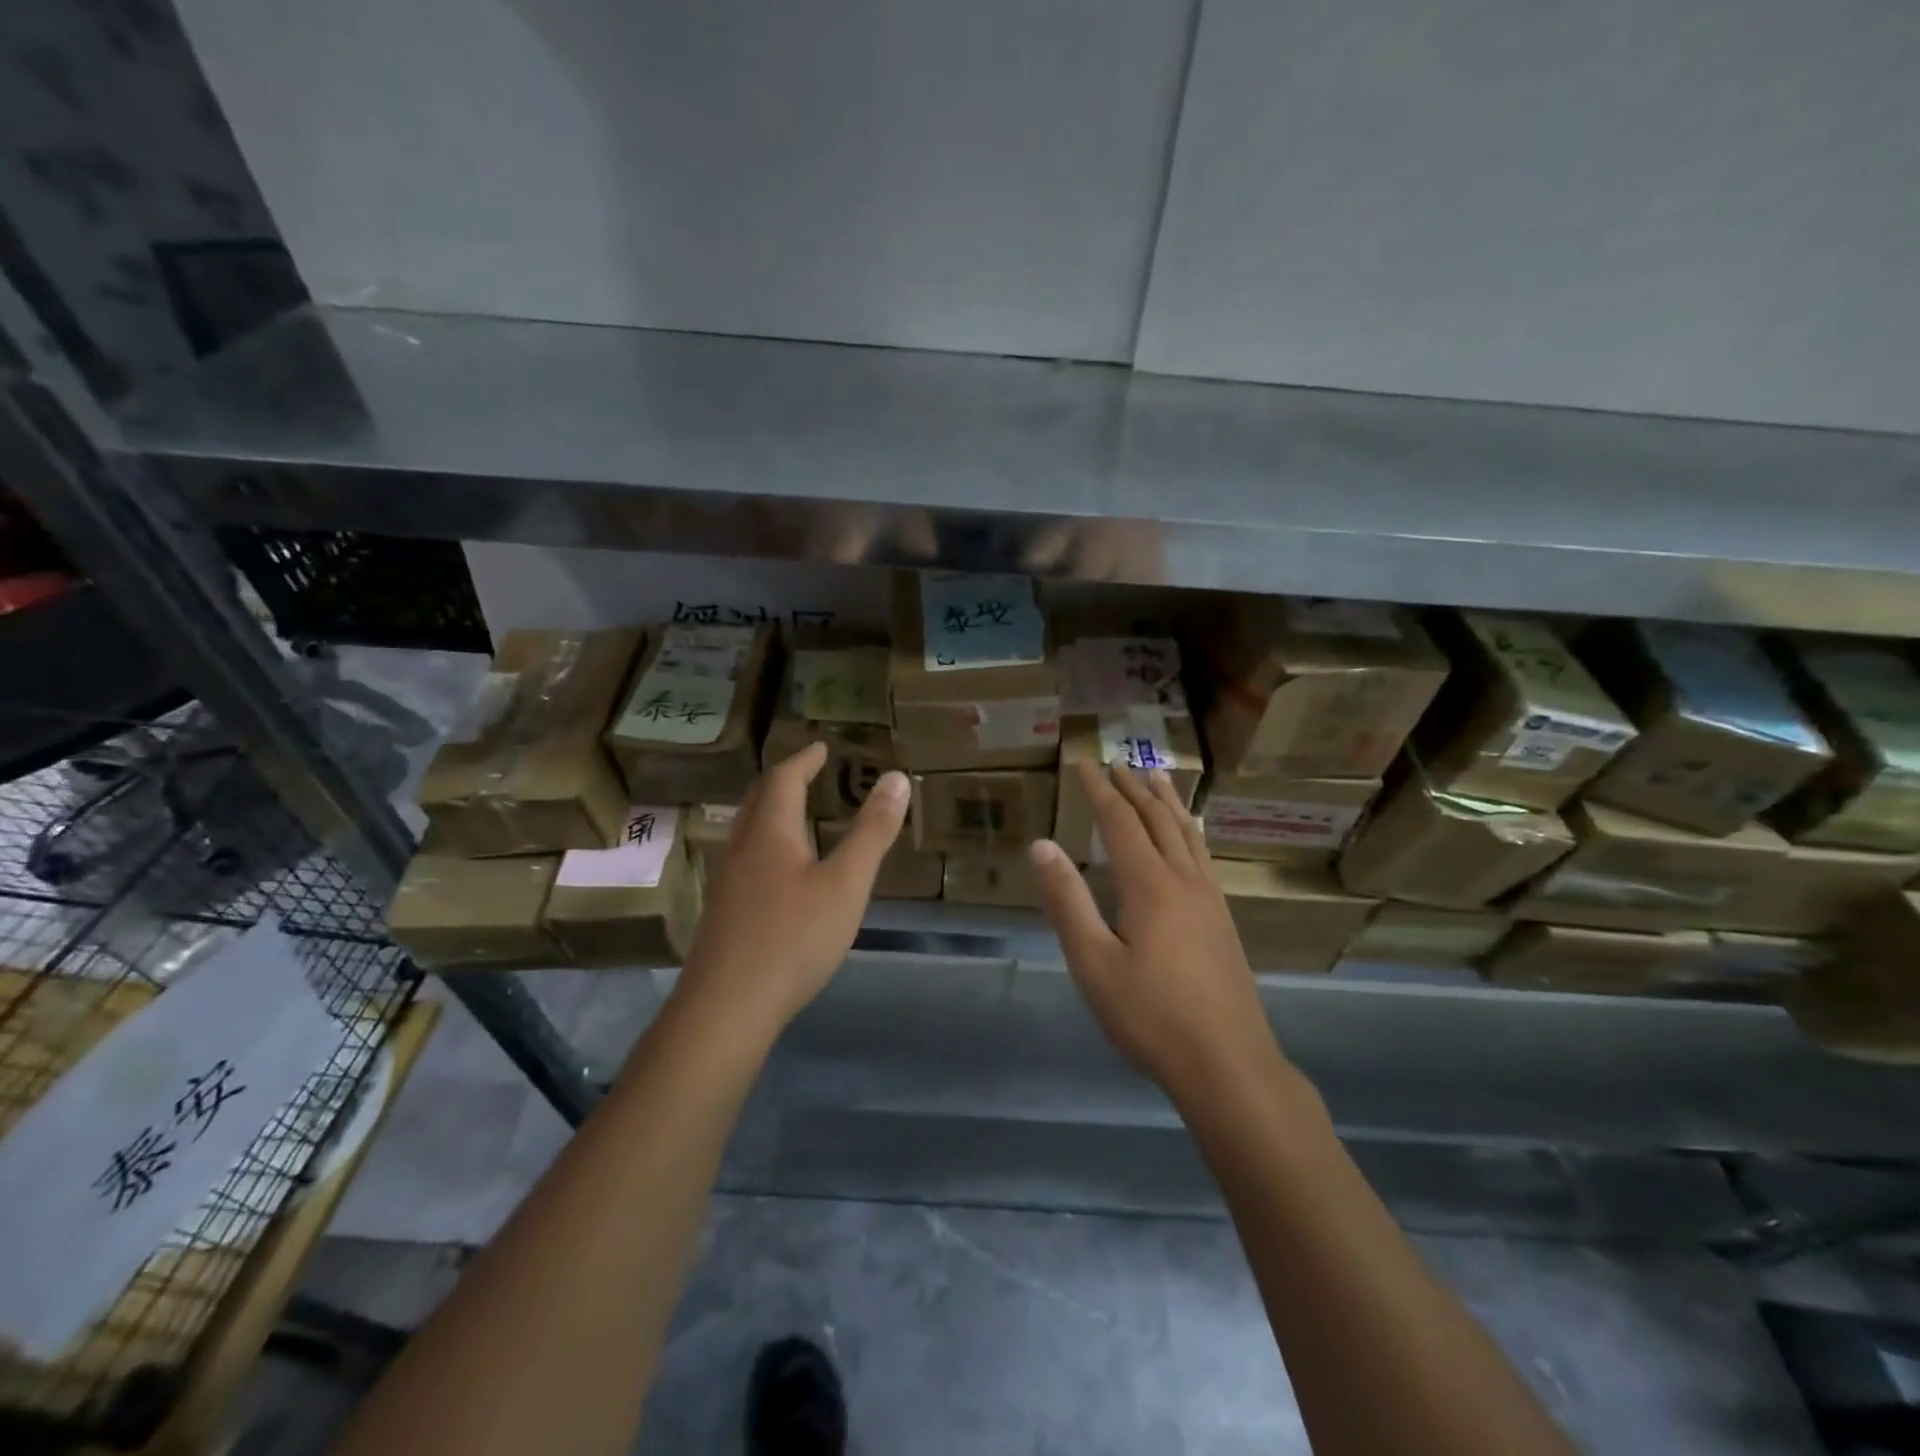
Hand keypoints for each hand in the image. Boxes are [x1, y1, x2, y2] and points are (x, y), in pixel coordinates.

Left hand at [677, 743, 907, 1038]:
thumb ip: (872, 831)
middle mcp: (741, 847)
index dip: (804, 760)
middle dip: (784, 781)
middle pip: (758, 800)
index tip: (820, 747)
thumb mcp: (846, 883)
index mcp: (770, 832)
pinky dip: (767, 843)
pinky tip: (779, 871)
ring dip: (772, 812)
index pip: (783, 779)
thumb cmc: (793, 937)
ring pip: (748, 830)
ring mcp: (727, 881)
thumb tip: (896, 778)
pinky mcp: (723, 912)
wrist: (727, 1006)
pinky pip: (745, 858)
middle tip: (807, 772)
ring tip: (796, 813)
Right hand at [1029, 762, 1287, 1103]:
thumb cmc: (1150, 1016)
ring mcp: (1210, 900)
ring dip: (1168, 804)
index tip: (1084, 764)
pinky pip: (1204, 857)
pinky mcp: (1223, 921)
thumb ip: (1067, 901)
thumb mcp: (1093, 962)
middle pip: (1157, 821)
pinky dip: (1190, 832)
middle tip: (1117, 764)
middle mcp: (1184, 881)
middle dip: (1134, 789)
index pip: (1120, 822)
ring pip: (1187, 835)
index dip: (1100, 792)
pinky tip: (1192, 838)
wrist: (1228, 1064)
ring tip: (1158, 778)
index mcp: (1149, 885)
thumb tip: (1042, 845)